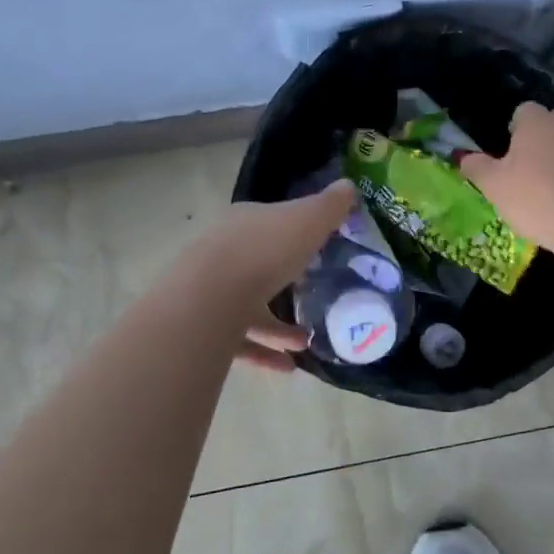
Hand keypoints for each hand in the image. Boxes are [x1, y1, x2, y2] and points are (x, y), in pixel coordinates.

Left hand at [195, 182, 357, 369]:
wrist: (210, 297)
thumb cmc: (265, 251)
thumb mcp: (308, 220)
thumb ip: (330, 206)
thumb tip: (348, 186)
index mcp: (245, 223)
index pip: (270, 223)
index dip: (293, 233)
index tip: (316, 248)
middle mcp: (223, 253)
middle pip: (257, 265)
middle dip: (285, 282)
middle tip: (313, 296)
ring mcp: (210, 291)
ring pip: (247, 307)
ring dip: (278, 326)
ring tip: (306, 342)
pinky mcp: (205, 328)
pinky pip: (239, 341)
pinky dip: (264, 352)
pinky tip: (288, 367)